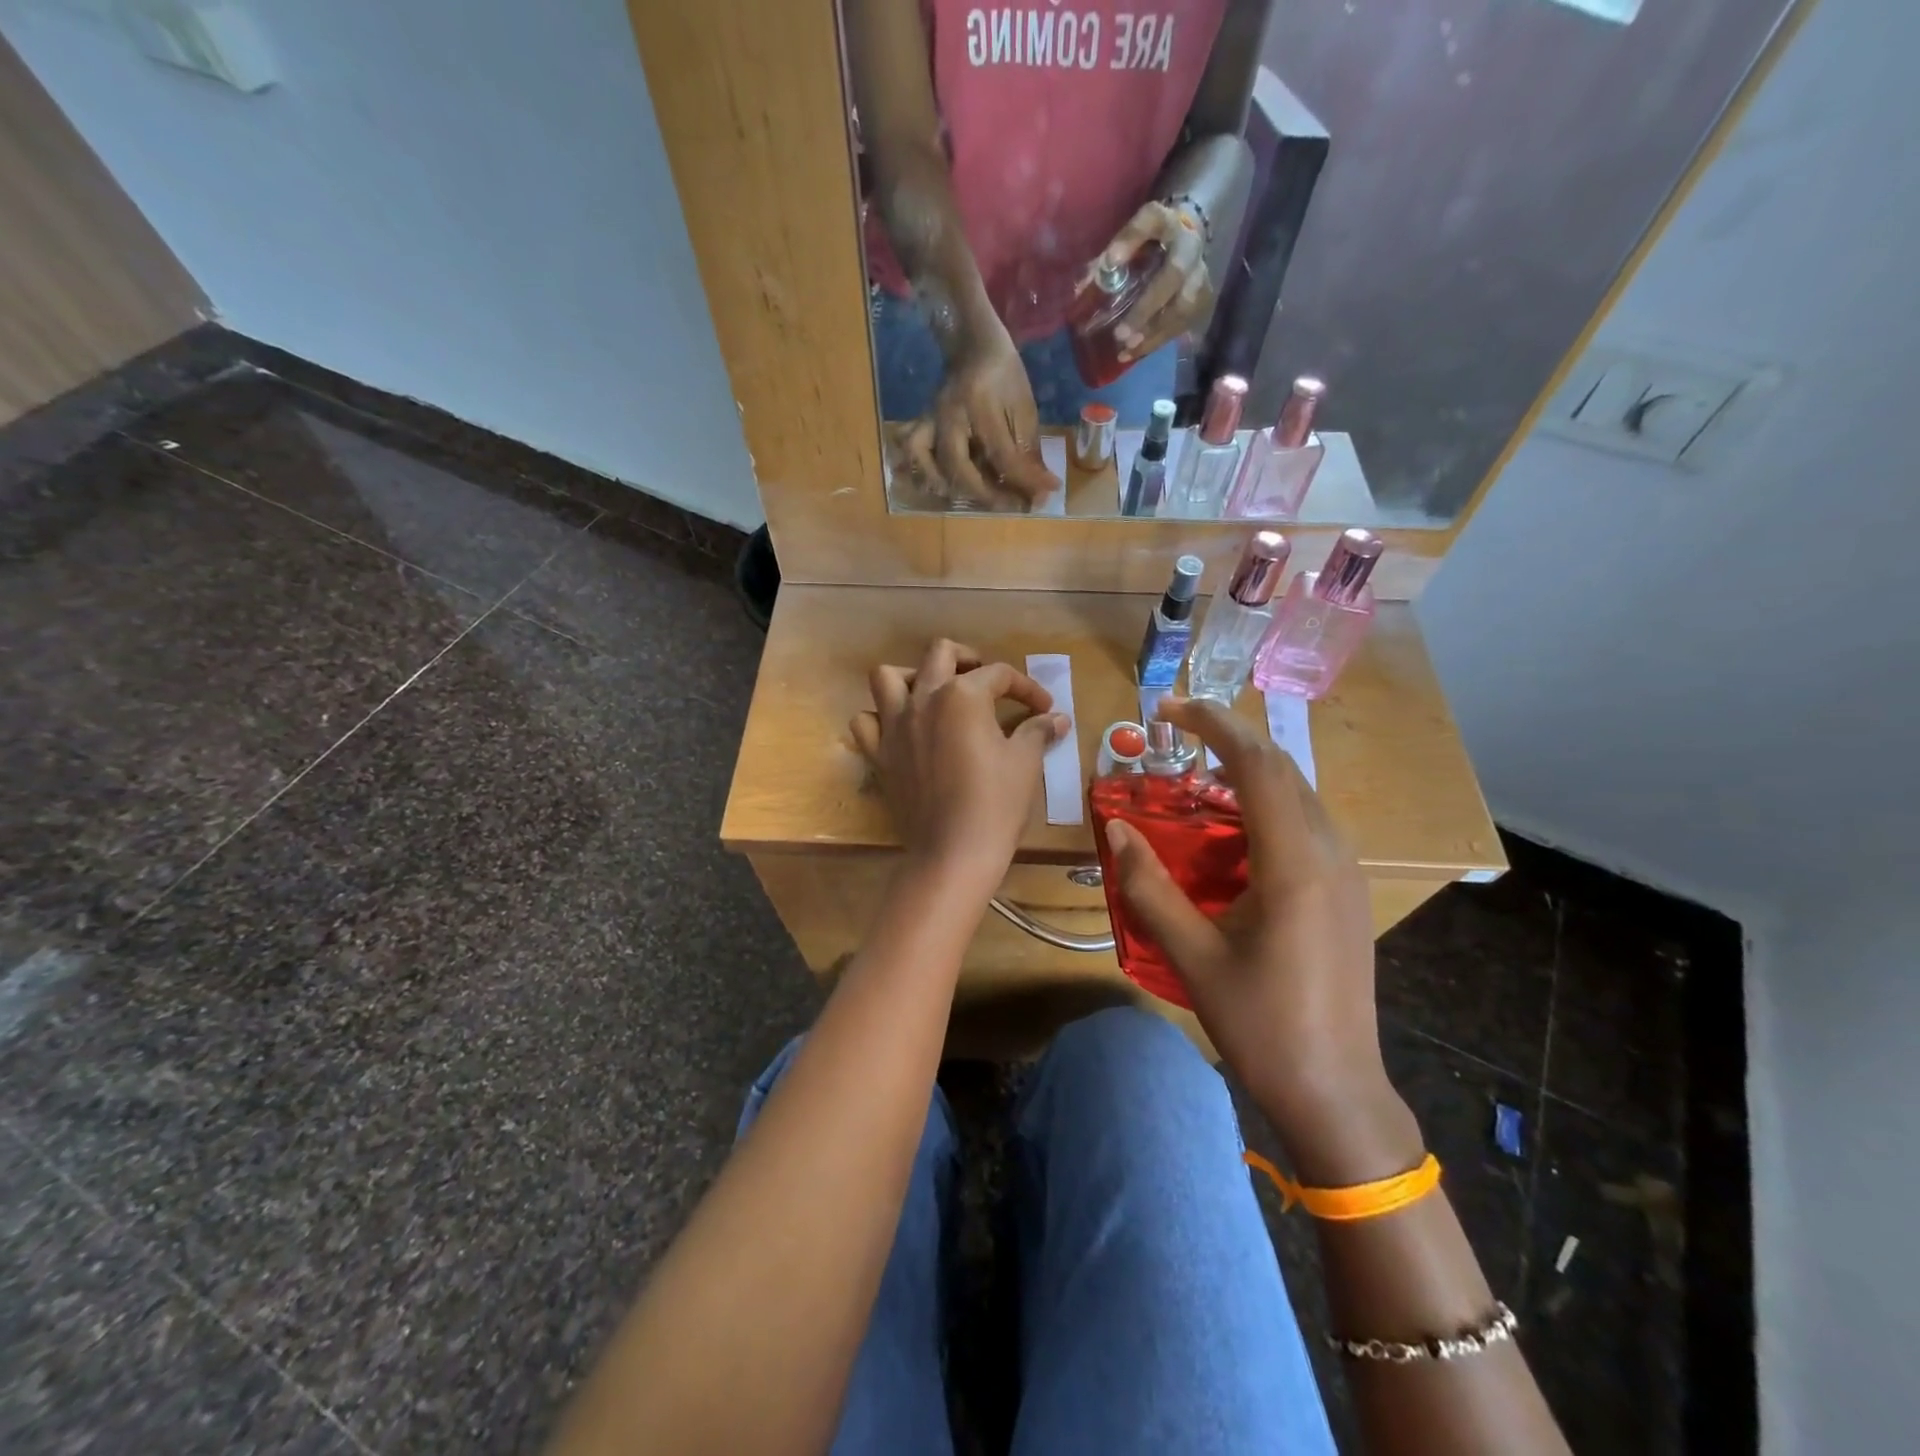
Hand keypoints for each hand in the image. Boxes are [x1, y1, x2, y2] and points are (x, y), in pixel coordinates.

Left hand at [850, 640, 1071, 891]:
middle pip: (941, 654)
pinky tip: (902, 731)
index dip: (1027, 688)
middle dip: (968, 660)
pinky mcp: (879, 754)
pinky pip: (867, 722)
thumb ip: (1037, 731)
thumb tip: (1057, 718)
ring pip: (889, 677)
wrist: (954, 852)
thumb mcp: (1024, 762)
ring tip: (934, 695)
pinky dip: (881, 719)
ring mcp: (894, 725)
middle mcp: (923, 699)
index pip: (999, 675)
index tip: (1044, 709)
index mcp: (962, 695)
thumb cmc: (996, 803)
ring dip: (913, 677)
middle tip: (986, 683)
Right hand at [897, 325, 1059, 509]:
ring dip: (952, 487)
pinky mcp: (922, 424)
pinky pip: (912, 451)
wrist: (974, 344)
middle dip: (987, 494)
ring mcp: (930, 420)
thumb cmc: (1005, 375)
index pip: (1002, 455)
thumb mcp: (1024, 408)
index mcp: (980, 404)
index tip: (1046, 496)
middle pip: (960, 467)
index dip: (1026, 481)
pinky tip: (941, 484)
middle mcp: (949, 415)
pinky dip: (922, 471)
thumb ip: (1029, 450)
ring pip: (929, 463)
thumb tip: (1041, 490)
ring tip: (977, 496)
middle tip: (1011, 504)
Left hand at [1091, 199, 1212, 363]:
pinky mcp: (1203, 298)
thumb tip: (1080, 291)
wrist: (1184, 239)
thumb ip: (1104, 260)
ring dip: (1154, 332)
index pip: (1151, 221)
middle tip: (1121, 334)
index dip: (1132, 239)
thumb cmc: (1146, 242)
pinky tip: (1135, 353)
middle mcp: (1189, 247)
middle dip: (1147, 307)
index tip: (1111, 260)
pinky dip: (1158, 341)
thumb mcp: (1126, 240)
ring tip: (1127, 350)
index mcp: (1166, 222)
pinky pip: (1183, 324)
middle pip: (1174, 274)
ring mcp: (1201, 273)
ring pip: (1184, 306)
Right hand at [1103, 696, 1386, 1125]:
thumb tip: (1115, 829)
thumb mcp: (1192, 955)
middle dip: (1228, 740)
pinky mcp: (1346, 891)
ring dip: (1247, 772)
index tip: (1169, 710)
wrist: (1335, 1091)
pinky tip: (1229, 831)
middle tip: (1174, 735)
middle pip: (1282, 769)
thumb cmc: (1260, 1024)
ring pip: (1297, 794)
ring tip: (1194, 777)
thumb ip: (1149, 886)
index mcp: (1295, 864)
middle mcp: (1330, 854)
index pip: (1259, 765)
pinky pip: (1304, 823)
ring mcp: (1346, 872)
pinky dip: (1264, 805)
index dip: (1214, 725)